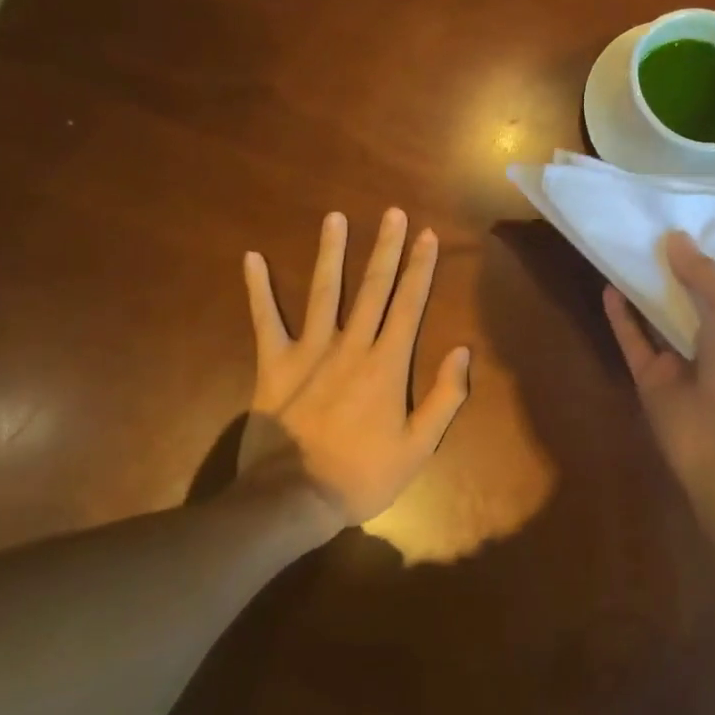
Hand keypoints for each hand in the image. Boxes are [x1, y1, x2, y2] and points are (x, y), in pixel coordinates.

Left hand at [238, 209, 470, 531]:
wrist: (291, 501)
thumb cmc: (361, 475)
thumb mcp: (418, 447)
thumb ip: (445, 397)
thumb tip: (462, 351)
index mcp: (387, 364)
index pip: (409, 304)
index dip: (420, 268)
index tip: (426, 236)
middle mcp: (351, 346)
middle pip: (372, 288)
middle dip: (386, 248)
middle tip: (393, 213)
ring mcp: (309, 351)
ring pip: (324, 292)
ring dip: (331, 253)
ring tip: (335, 217)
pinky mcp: (274, 364)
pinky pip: (265, 320)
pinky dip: (259, 289)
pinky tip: (252, 258)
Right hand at [604, 232, 714, 505]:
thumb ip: (704, 274)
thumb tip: (675, 238)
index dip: (700, 254)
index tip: (678, 221)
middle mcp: (710, 337)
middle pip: (684, 295)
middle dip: (668, 266)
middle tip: (643, 227)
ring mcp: (678, 358)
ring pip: (655, 314)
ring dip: (642, 286)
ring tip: (623, 248)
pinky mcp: (649, 376)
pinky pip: (632, 340)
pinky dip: (621, 316)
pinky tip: (608, 288)